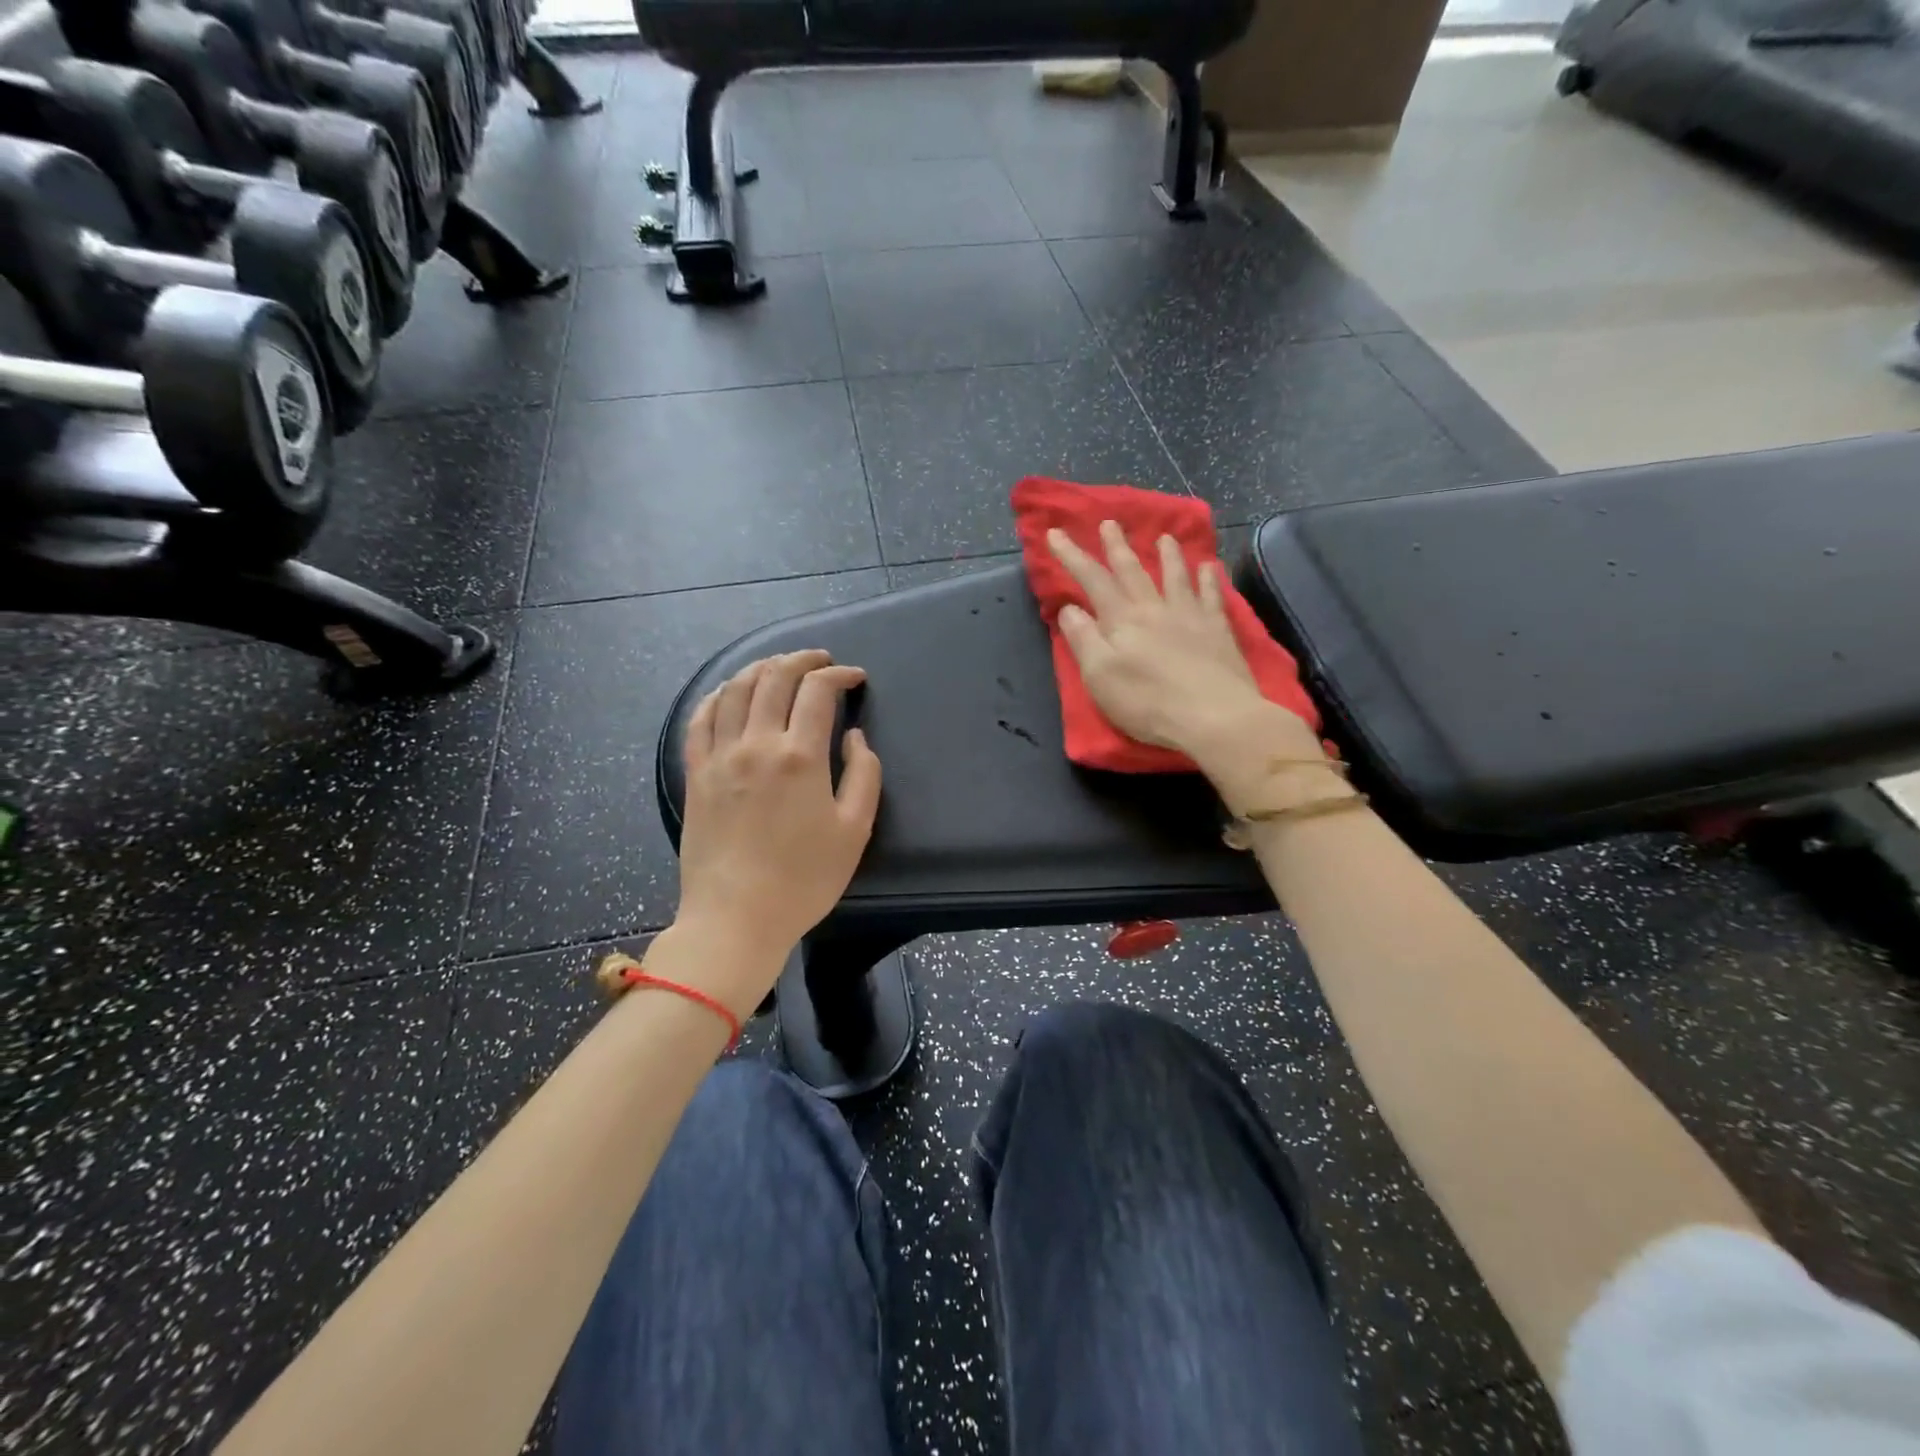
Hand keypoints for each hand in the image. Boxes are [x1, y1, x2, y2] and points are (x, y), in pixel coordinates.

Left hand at [669, 651, 880, 1010]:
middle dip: (802, 659)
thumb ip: (864, 776)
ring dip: (761, 667)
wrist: (735, 918)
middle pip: (775, 678)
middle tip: (821, 661)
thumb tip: (855, 739)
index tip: (855, 678)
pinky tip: (730, 691)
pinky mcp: (696, 774)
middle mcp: (757, 744)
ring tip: (779, 666)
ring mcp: (720, 757)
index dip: (839, 675)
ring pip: (736, 689)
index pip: (818, 692)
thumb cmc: (804, 880)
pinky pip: (700, 719)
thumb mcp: (854, 831)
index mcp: (800, 756)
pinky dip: (718, 695)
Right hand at [1048, 522, 1325, 807]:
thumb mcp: (1100, 676)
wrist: (1215, 717)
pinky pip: (1212, 596)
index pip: (1092, 580)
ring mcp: (1190, 617)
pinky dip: (1209, 579)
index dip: (1071, 556)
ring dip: (1167, 555)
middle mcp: (1155, 609)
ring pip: (1175, 576)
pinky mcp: (1218, 631)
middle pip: (1132, 571)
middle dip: (1117, 547)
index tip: (1055, 533)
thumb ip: (1083, 639)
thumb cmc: (1148, 702)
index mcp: (1122, 620)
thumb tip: (1070, 608)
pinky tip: (1209, 567)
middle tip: (1109, 523)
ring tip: (1163, 536)